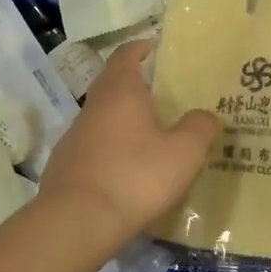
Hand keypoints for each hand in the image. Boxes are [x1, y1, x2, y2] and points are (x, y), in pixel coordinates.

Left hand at [39, 40, 218, 237]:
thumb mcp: (184, 153)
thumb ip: (200, 128)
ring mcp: (74, 138)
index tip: (154, 48)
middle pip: (113, 86)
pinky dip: (112, 152)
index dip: (141, 48)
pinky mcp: (65, 168)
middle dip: (136, 87)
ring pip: (103, 120)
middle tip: (164, 97)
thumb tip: (205, 115)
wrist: (77, 223)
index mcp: (120, 92)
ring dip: (124, 123)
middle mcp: (92, 108)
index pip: (126, 55)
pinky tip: (129, 173)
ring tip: (152, 138)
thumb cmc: (135, 177)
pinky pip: (95, 150)